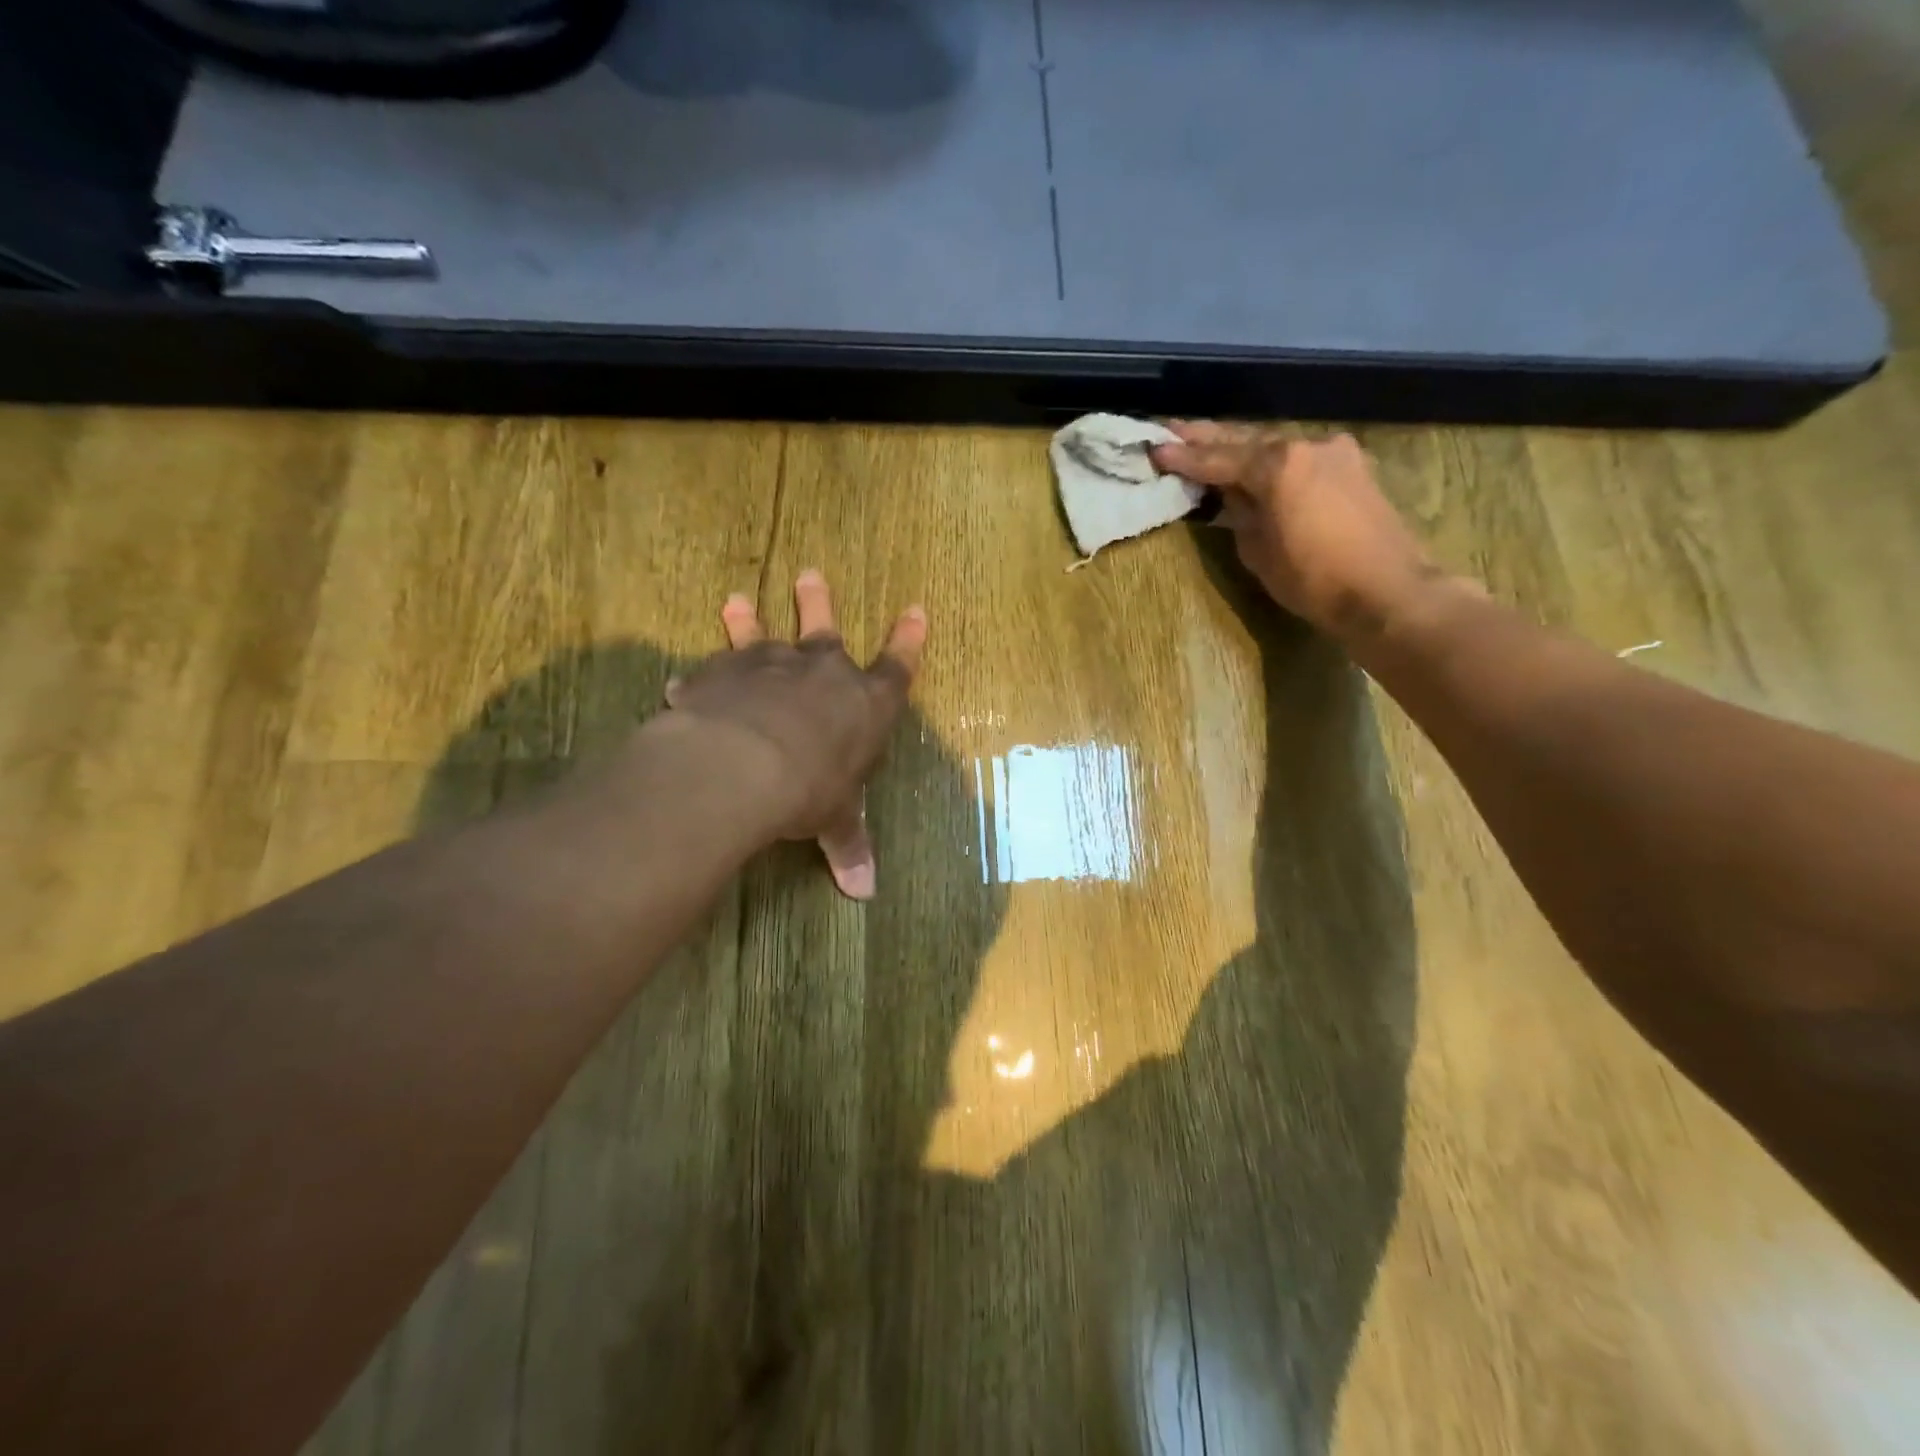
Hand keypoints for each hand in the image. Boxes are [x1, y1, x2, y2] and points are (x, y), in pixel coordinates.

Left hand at [662, 570, 926, 899]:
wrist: (746, 764)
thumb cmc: (811, 788)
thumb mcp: (833, 819)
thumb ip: (847, 846)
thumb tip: (864, 893)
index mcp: (864, 704)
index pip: (896, 668)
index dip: (907, 641)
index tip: (914, 610)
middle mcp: (820, 672)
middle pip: (825, 628)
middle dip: (818, 602)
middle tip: (810, 574)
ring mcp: (769, 666)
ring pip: (760, 634)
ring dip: (748, 619)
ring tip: (735, 600)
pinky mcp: (722, 674)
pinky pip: (711, 672)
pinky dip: (701, 678)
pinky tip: (683, 683)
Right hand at [1150, 423, 1441, 639]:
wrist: (1387, 591)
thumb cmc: (1314, 579)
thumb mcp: (1259, 551)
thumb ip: (1240, 515)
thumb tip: (1233, 497)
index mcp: (1278, 465)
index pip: (1218, 458)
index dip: (1184, 457)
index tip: (1154, 448)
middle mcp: (1307, 445)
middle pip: (1246, 440)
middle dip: (1207, 438)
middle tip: (1173, 430)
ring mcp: (1335, 453)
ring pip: (1275, 447)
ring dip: (1240, 449)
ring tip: (1207, 447)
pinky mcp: (1353, 469)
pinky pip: (1300, 458)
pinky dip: (1272, 462)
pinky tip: (1255, 467)